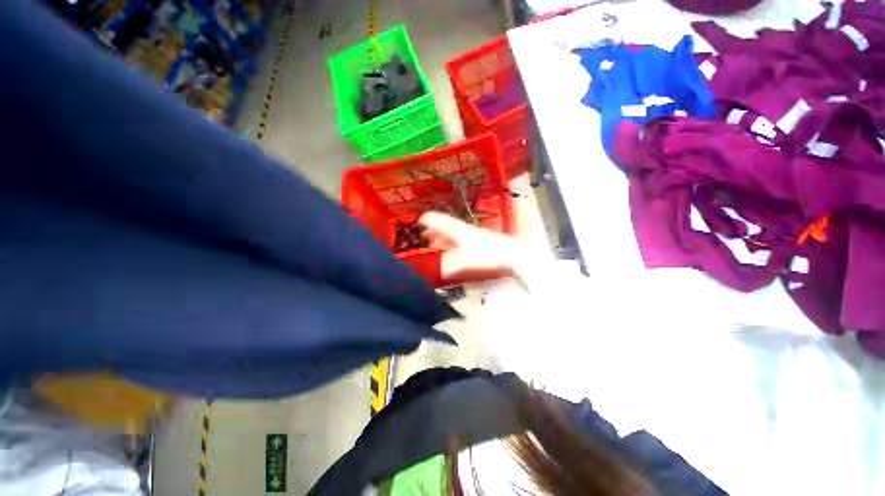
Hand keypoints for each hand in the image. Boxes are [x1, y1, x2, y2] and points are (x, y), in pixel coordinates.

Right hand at [418, 212, 528, 281]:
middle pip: (446, 227)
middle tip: (423, 234)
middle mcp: (465, 231)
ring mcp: (473, 236)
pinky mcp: (479, 243)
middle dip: (433, 230)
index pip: (442, 221)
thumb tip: (438, 270)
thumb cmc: (488, 253)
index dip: (429, 219)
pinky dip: (452, 244)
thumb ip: (450, 265)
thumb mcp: (465, 259)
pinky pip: (461, 241)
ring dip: (442, 237)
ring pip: (453, 234)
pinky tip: (451, 249)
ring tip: (433, 242)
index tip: (420, 219)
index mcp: (460, 231)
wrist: (512, 254)